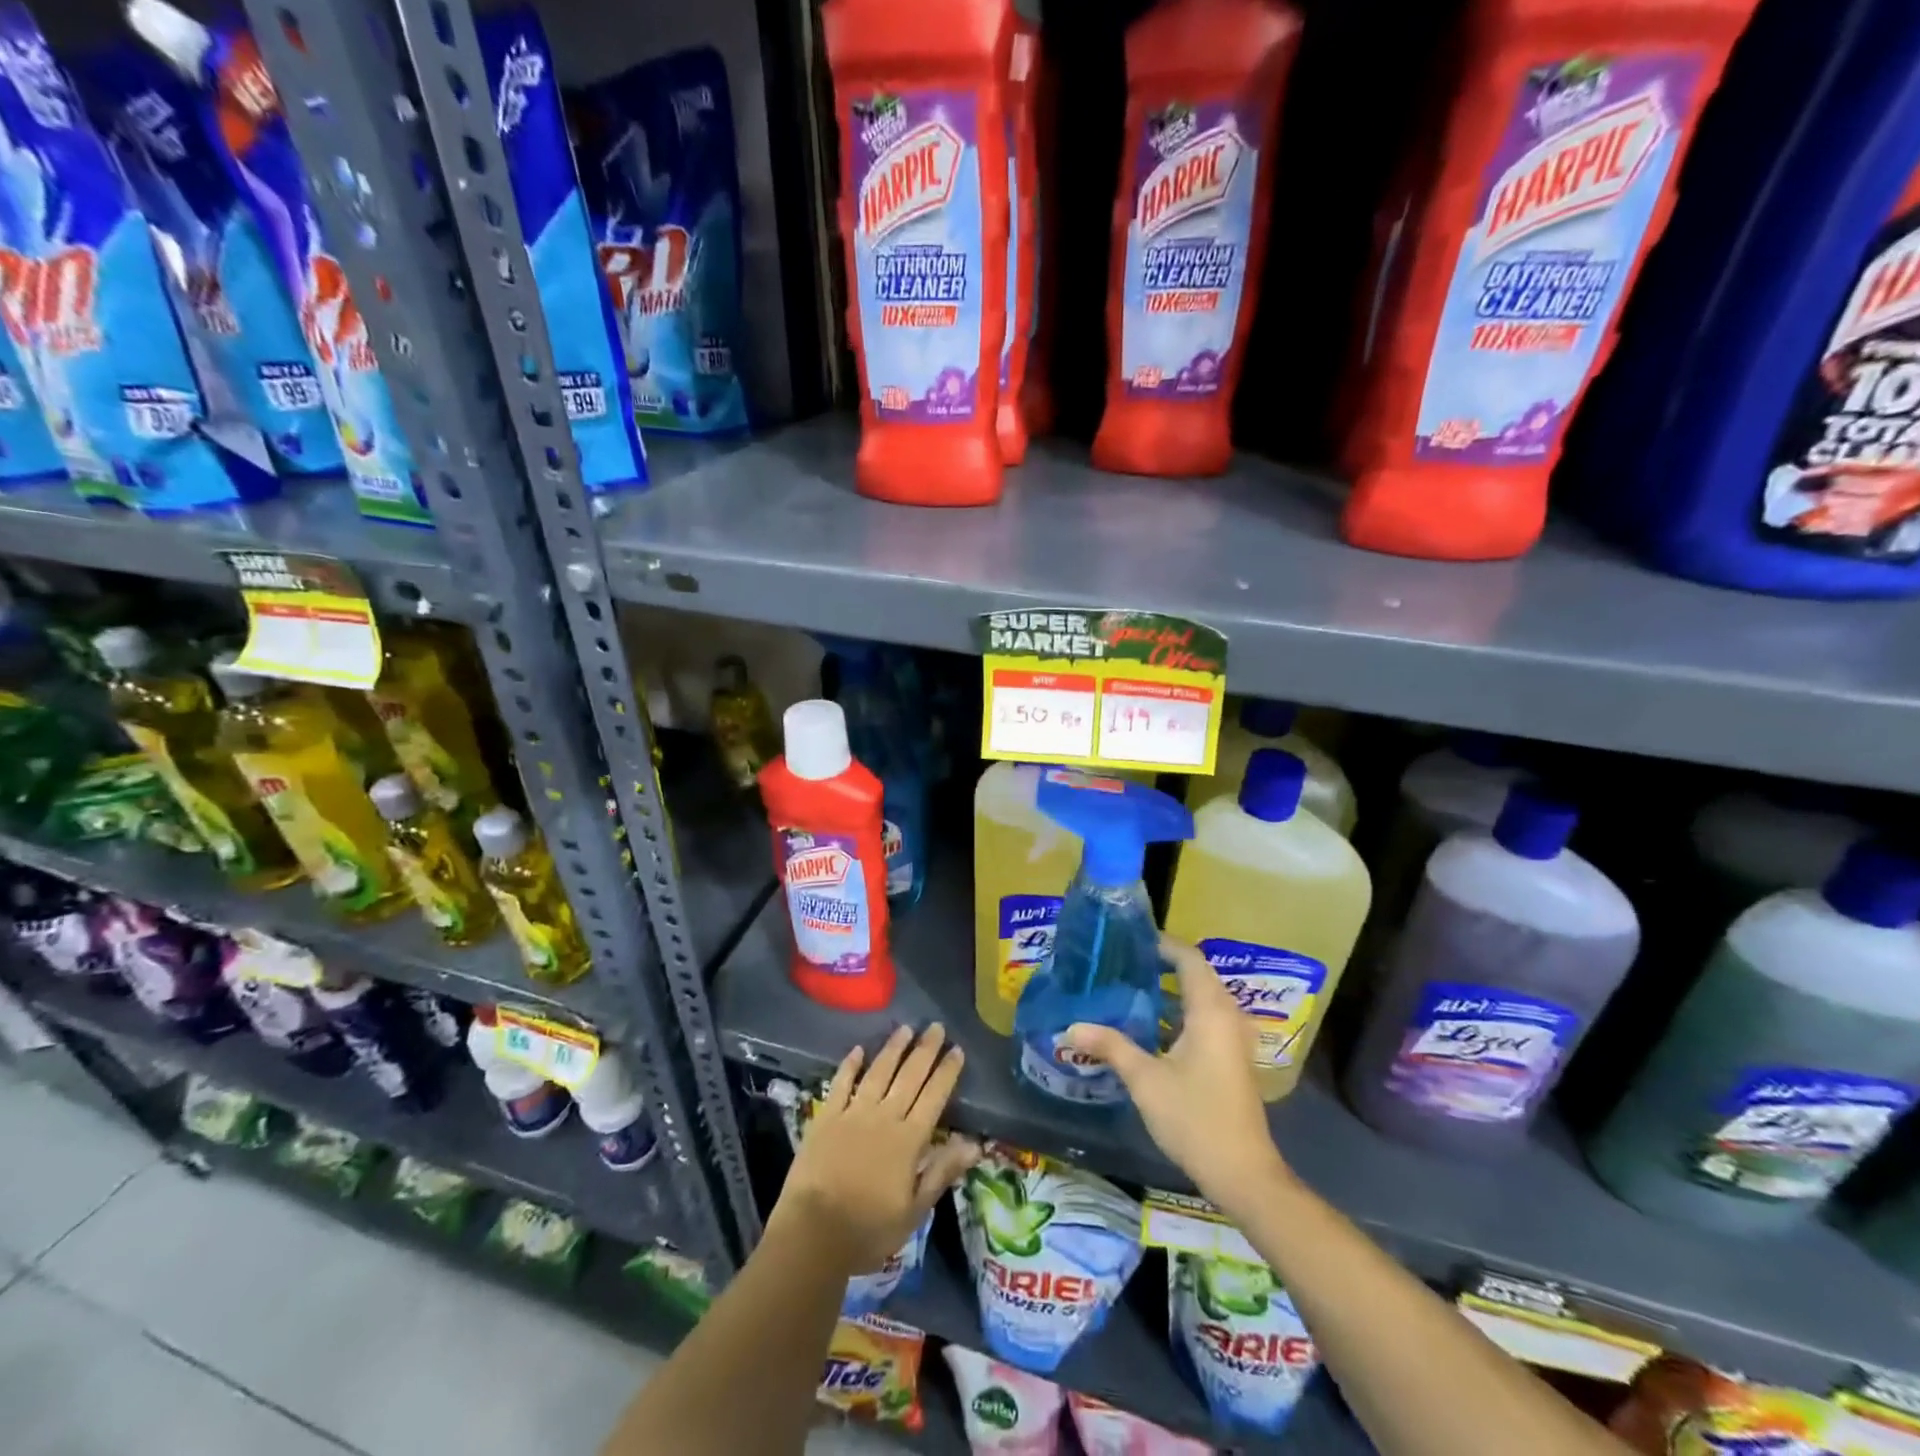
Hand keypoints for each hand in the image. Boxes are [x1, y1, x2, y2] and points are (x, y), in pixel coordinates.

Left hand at [769, 1024, 978, 1275]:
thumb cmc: (868, 1229)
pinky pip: (841, 1084)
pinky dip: (850, 1065)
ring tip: (905, 1028)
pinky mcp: (826, 1118)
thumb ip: (942, 1171)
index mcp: (908, 1140)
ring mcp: (853, 1114)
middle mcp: (884, 1117)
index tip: (957, 1049)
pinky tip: (858, 1049)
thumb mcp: (914, 1210)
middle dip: (925, 1050)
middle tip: (936, 1026)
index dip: (947, 1072)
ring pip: (878, 1072)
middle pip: (909, 1076)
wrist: (813, 1234)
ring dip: (893, 1049)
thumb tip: (974, 1143)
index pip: (934, 1097)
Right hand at [1065, 937, 1289, 1219]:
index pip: (1189, 958)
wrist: (1242, 1173)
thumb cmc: (1195, 1118)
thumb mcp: (1145, 1079)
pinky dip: (1179, 1012)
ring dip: (1170, 990)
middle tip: (1122, 962)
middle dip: (1161, 965)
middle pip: (1196, 975)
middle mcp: (1227, 1016)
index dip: (1162, 944)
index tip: (1129, 939)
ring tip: (1128, 987)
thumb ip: (1110, 1046)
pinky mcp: (1231, 1058)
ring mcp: (1232, 1039)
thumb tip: (1070, 1027)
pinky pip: (1205, 1018)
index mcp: (1210, 1011)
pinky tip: (1149, 1025)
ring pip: (1201, 999)